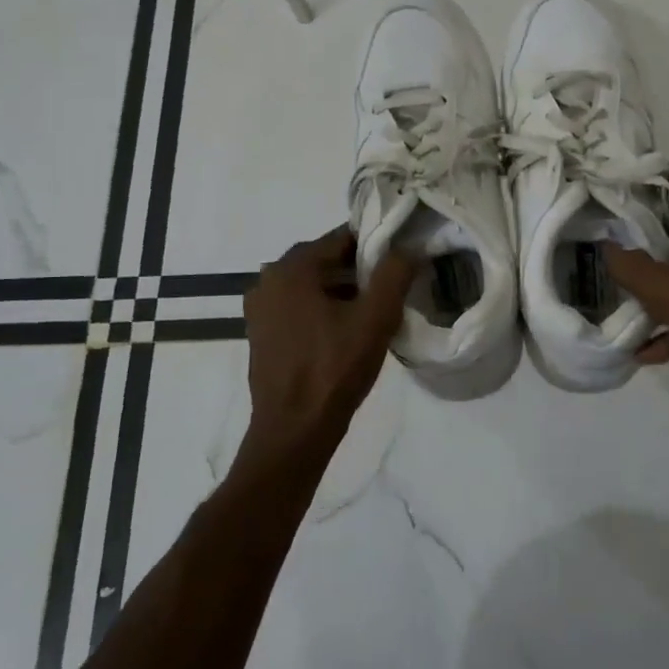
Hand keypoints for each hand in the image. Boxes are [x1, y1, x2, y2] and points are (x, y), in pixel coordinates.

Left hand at [241, 227, 416, 470]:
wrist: (294, 431)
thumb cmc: (334, 369)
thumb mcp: (375, 318)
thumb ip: (394, 273)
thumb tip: (408, 247)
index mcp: (291, 268)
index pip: (342, 238)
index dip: (376, 245)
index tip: (401, 260)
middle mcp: (268, 280)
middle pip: (326, 260)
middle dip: (360, 270)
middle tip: (392, 289)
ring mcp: (260, 309)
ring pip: (313, 285)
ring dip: (343, 292)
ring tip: (374, 312)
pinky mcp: (262, 334)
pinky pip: (299, 308)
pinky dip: (323, 310)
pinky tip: (347, 332)